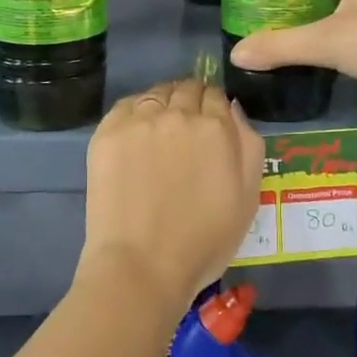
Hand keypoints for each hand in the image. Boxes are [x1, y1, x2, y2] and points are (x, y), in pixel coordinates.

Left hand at [79, 78, 263, 312]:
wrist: (142, 267)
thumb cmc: (203, 241)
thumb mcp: (248, 197)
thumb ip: (248, 144)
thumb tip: (233, 109)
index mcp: (216, 128)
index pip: (216, 96)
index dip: (214, 108)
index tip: (210, 124)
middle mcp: (178, 114)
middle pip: (186, 89)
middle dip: (190, 101)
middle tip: (186, 128)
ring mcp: (140, 120)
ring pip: (157, 94)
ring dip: (163, 104)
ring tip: (159, 130)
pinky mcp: (108, 132)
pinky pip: (126, 105)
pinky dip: (136, 111)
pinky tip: (136, 134)